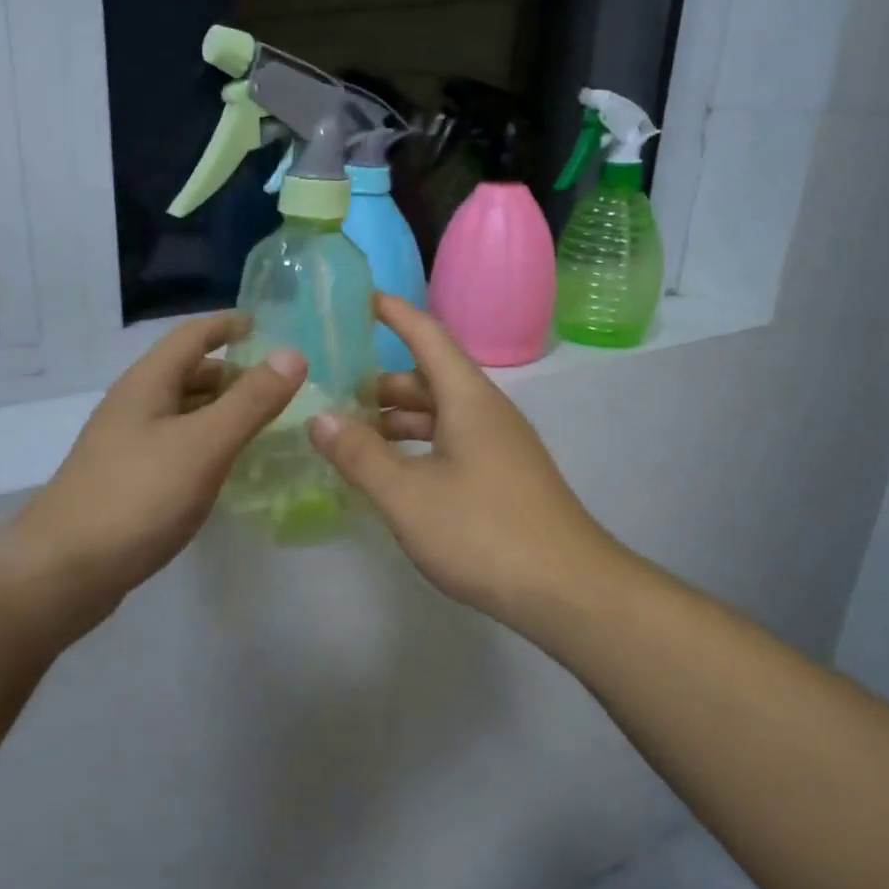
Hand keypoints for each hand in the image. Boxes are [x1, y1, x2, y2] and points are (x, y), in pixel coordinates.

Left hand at [3, 313, 304, 643]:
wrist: (63, 571)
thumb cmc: (137, 497)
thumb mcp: (204, 444)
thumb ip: (251, 401)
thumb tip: (292, 354)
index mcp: (147, 384)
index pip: (191, 335)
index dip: (228, 325)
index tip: (266, 326)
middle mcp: (134, 406)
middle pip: (187, 374)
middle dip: (232, 374)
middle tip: (278, 387)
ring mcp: (126, 446)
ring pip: (182, 413)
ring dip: (220, 411)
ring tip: (262, 426)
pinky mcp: (126, 482)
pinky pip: (176, 447)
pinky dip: (206, 445)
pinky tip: (225, 468)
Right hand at [309, 295, 619, 623]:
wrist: (568, 590)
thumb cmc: (483, 532)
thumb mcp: (408, 495)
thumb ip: (360, 455)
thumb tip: (319, 417)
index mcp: (468, 399)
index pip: (427, 335)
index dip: (394, 313)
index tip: (360, 298)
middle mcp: (487, 412)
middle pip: (430, 377)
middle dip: (383, 381)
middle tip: (334, 391)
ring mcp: (500, 445)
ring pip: (441, 414)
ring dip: (399, 418)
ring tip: (353, 435)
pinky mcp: (504, 476)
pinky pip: (452, 442)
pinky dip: (418, 446)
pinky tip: (394, 473)